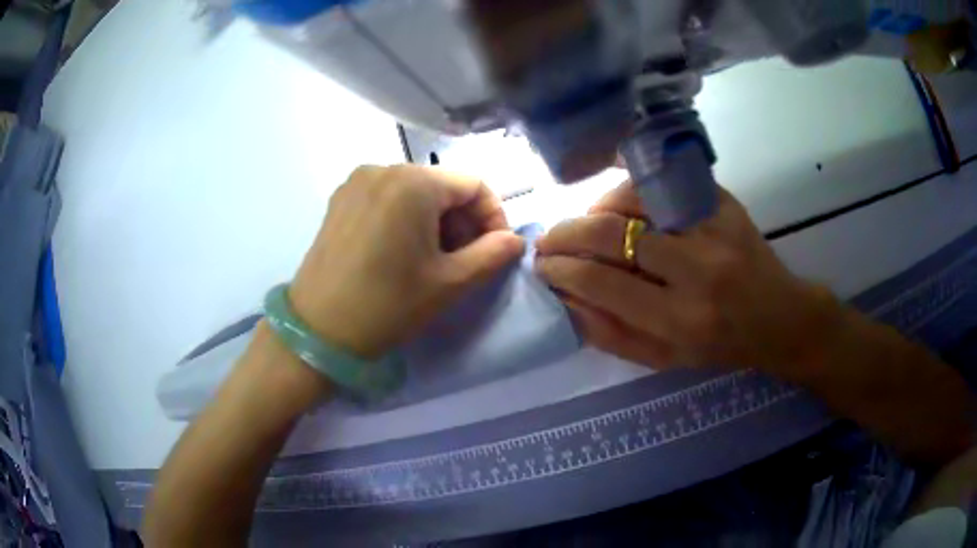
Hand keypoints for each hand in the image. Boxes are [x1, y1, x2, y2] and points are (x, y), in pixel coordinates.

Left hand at [289, 165, 523, 359]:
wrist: (318, 330)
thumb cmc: (388, 305)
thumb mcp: (450, 283)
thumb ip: (492, 255)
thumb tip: (515, 240)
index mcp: (414, 182)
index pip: (474, 185)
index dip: (493, 217)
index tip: (494, 251)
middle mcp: (384, 168)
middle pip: (443, 186)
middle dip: (463, 220)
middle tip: (464, 260)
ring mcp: (356, 182)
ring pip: (415, 191)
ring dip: (435, 220)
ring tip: (432, 259)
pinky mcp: (340, 199)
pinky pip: (387, 197)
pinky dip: (406, 217)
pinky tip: (401, 251)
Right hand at [535, 180, 840, 370]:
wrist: (780, 318)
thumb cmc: (721, 347)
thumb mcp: (665, 360)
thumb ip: (611, 335)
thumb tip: (564, 300)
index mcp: (680, 321)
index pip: (601, 283)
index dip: (561, 270)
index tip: (542, 266)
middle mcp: (697, 271)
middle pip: (611, 234)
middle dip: (565, 233)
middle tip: (549, 239)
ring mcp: (713, 230)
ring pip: (633, 199)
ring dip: (596, 208)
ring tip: (588, 222)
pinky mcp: (724, 204)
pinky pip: (662, 185)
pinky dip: (631, 192)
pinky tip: (620, 205)